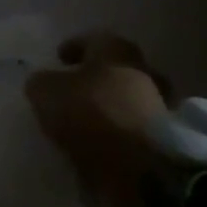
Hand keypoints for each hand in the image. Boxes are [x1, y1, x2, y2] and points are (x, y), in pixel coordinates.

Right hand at [26, 33, 206, 206]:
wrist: (143, 168)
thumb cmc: (93, 115)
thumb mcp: (47, 92)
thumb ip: (41, 82)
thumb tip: (43, 82)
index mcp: (116, 50)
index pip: (93, 38)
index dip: (74, 47)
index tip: (60, 58)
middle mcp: (142, 70)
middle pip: (115, 68)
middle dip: (96, 77)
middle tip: (73, 90)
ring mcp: (159, 105)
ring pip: (128, 98)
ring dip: (109, 106)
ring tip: (84, 123)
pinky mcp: (165, 139)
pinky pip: (134, 128)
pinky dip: (119, 132)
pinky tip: (100, 143)